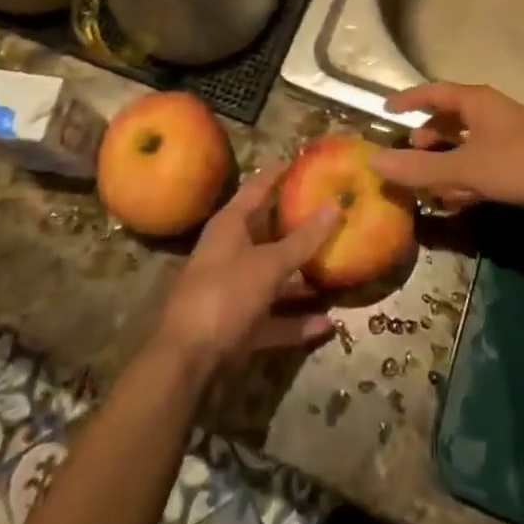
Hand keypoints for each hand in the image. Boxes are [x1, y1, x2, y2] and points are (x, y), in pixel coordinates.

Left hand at [154, 167, 340, 375]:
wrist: (185, 363)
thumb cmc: (225, 295)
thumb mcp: (268, 264)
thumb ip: (302, 239)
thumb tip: (334, 206)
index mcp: (230, 225)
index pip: (258, 186)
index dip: (280, 172)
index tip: (307, 160)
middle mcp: (231, 251)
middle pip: (269, 232)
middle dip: (300, 227)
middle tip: (334, 213)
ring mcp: (234, 290)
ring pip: (274, 276)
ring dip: (302, 277)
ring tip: (338, 269)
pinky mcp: (239, 326)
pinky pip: (274, 316)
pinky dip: (297, 320)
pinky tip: (327, 324)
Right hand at [367, 83, 523, 214]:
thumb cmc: (519, 163)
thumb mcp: (464, 168)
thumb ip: (419, 168)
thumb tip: (373, 161)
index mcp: (476, 101)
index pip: (434, 92)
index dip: (409, 100)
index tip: (387, 109)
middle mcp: (491, 112)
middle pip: (452, 117)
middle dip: (429, 134)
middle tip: (410, 150)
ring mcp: (509, 136)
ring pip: (468, 143)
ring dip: (447, 160)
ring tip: (429, 183)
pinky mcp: (522, 161)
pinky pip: (483, 163)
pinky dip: (466, 176)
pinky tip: (458, 200)